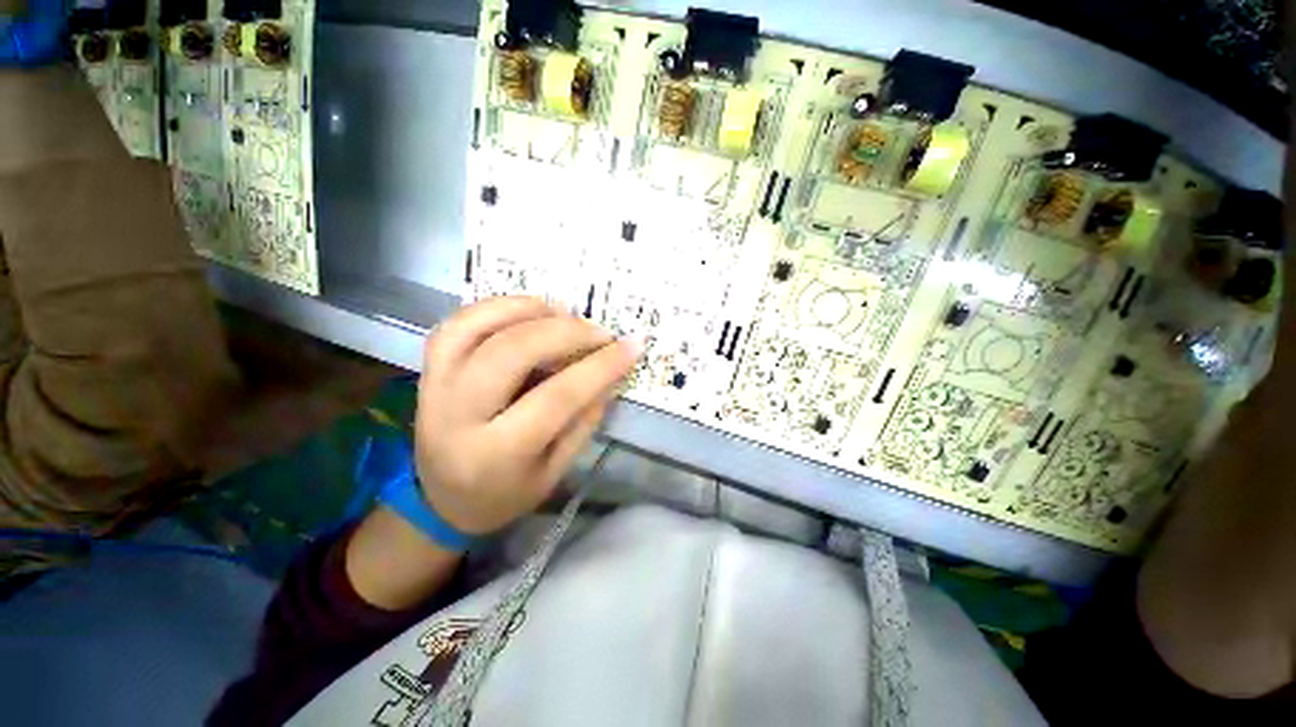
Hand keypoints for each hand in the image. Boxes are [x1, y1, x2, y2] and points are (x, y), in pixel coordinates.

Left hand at [414, 297, 639, 533]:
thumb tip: (610, 373)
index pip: (558, 397)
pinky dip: (497, 307)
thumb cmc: (505, 493)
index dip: (600, 366)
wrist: (441, 501)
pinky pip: (458, 323)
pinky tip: (529, 311)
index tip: (632, 346)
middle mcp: (458, 415)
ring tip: (566, 313)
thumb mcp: (554, 471)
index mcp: (497, 453)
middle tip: (599, 333)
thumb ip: (583, 421)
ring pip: (478, 327)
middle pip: (514, 352)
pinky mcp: (428, 370)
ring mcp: (435, 386)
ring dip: (530, 310)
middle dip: (567, 332)